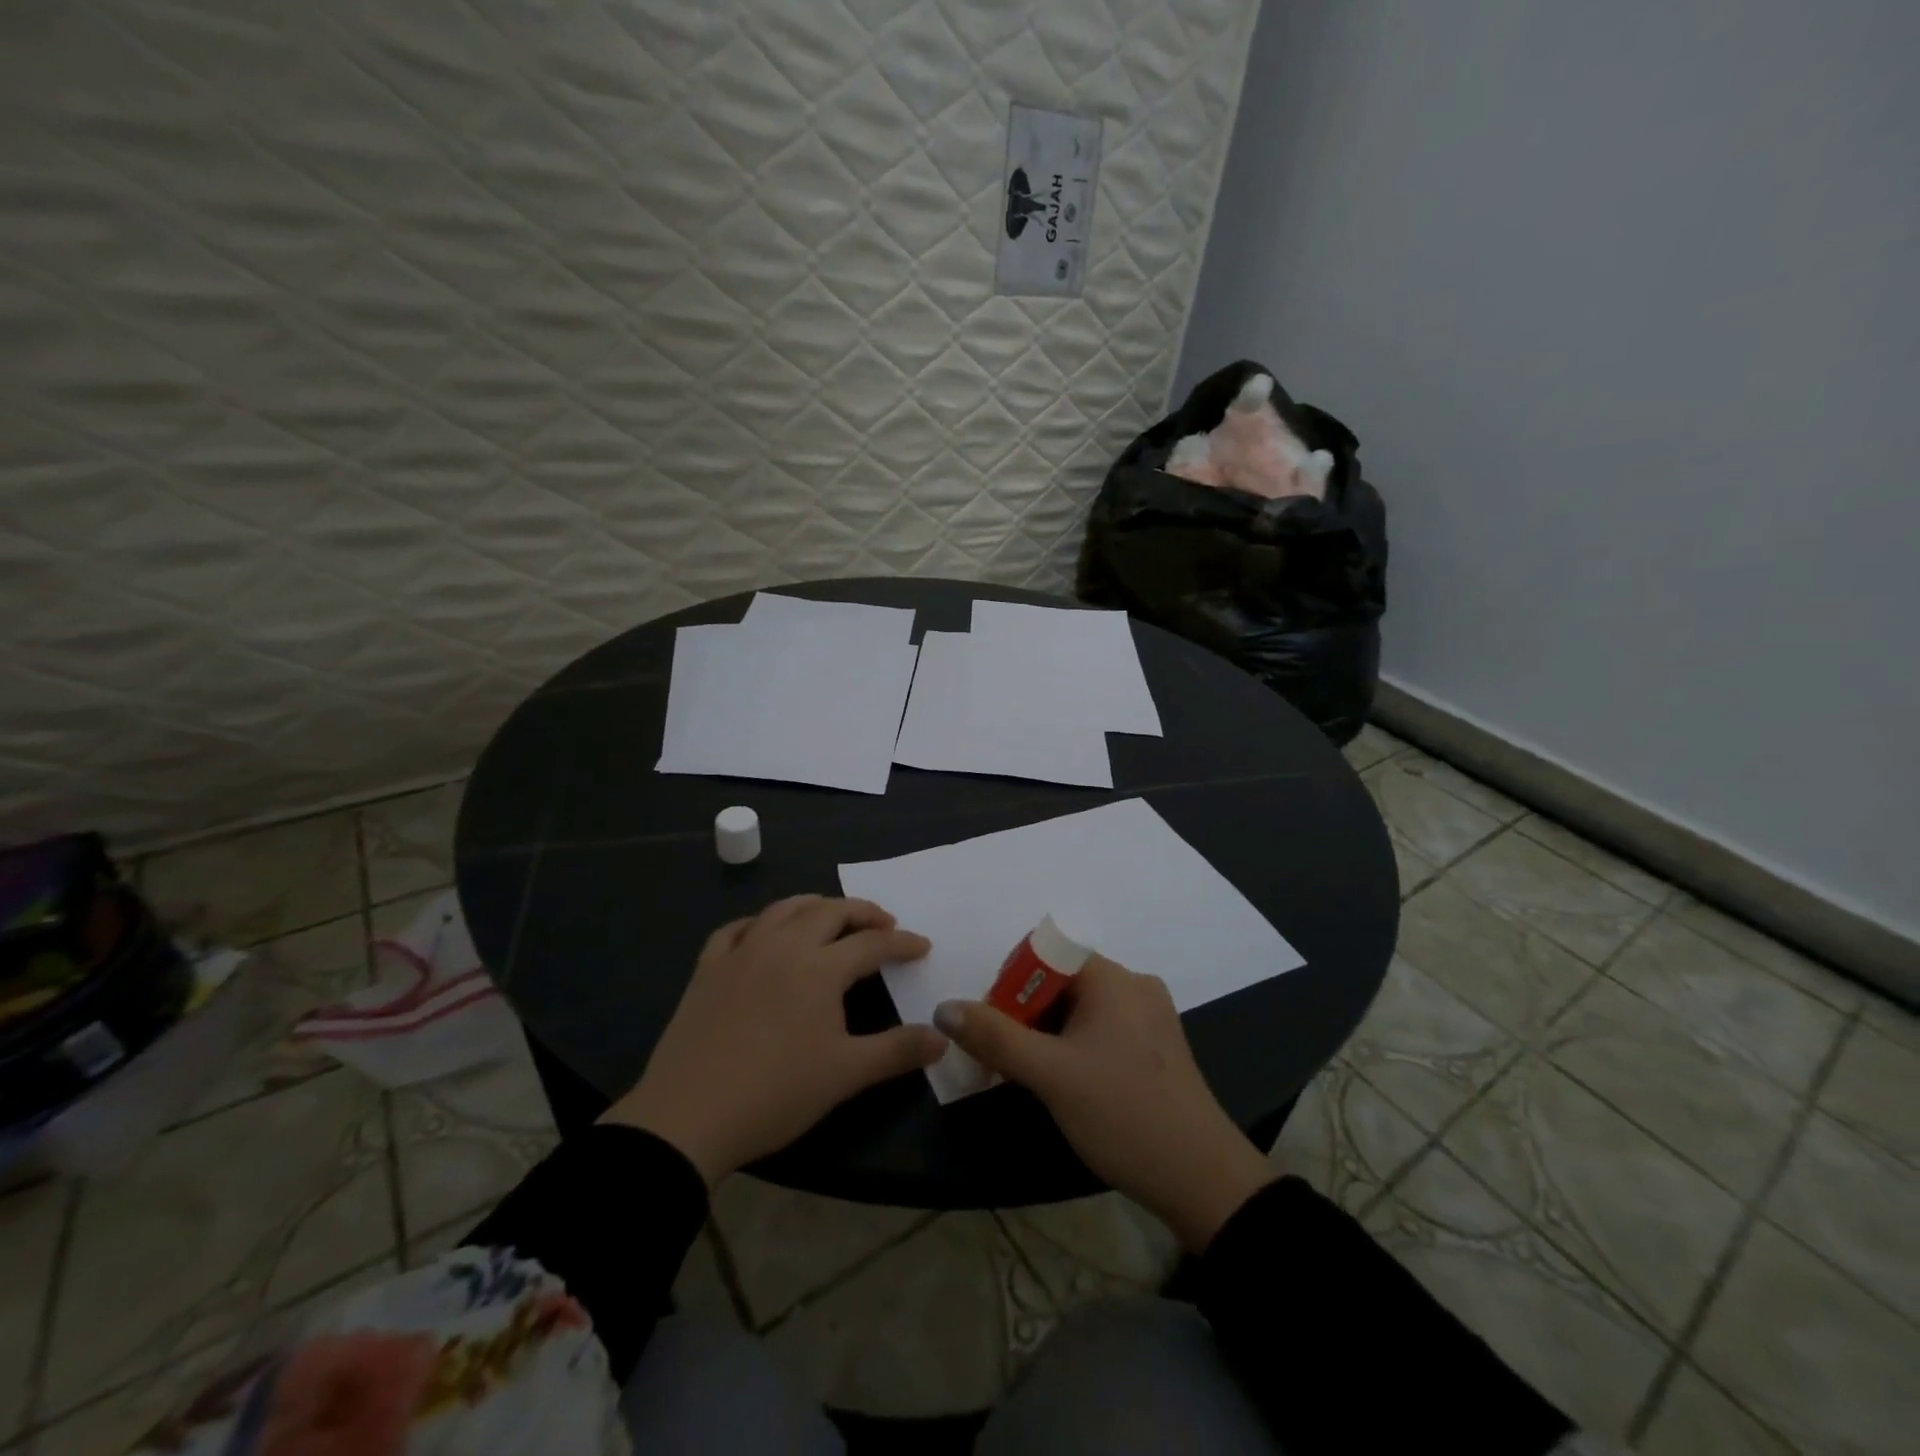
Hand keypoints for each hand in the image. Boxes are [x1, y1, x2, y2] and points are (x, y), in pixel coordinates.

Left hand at [603, 896, 947, 1184]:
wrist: (688, 1117)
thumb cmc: (776, 1093)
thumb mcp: (845, 1074)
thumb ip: (897, 1051)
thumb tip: (942, 1038)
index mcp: (819, 968)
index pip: (871, 943)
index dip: (901, 942)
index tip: (921, 945)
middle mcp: (783, 946)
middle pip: (829, 911)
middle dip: (862, 912)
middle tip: (883, 923)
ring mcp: (741, 953)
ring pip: (783, 909)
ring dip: (814, 905)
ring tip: (830, 914)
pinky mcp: (707, 969)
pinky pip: (735, 929)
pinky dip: (758, 923)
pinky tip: (763, 932)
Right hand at [934, 957, 1274, 1251]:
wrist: (1203, 1182)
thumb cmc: (1122, 1114)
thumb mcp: (1049, 1074)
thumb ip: (994, 1037)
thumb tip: (944, 1007)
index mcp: (1113, 978)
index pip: (1047, 953)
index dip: (1011, 981)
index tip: (991, 1023)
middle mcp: (1135, 986)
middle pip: (1062, 980)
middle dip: (1024, 1012)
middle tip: (1001, 1056)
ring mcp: (1150, 1018)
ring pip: (1081, 1009)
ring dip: (1046, 1033)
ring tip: (1026, 1073)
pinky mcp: (1156, 1049)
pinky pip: (1103, 1030)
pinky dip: (1073, 1046)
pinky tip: (1064, 1084)